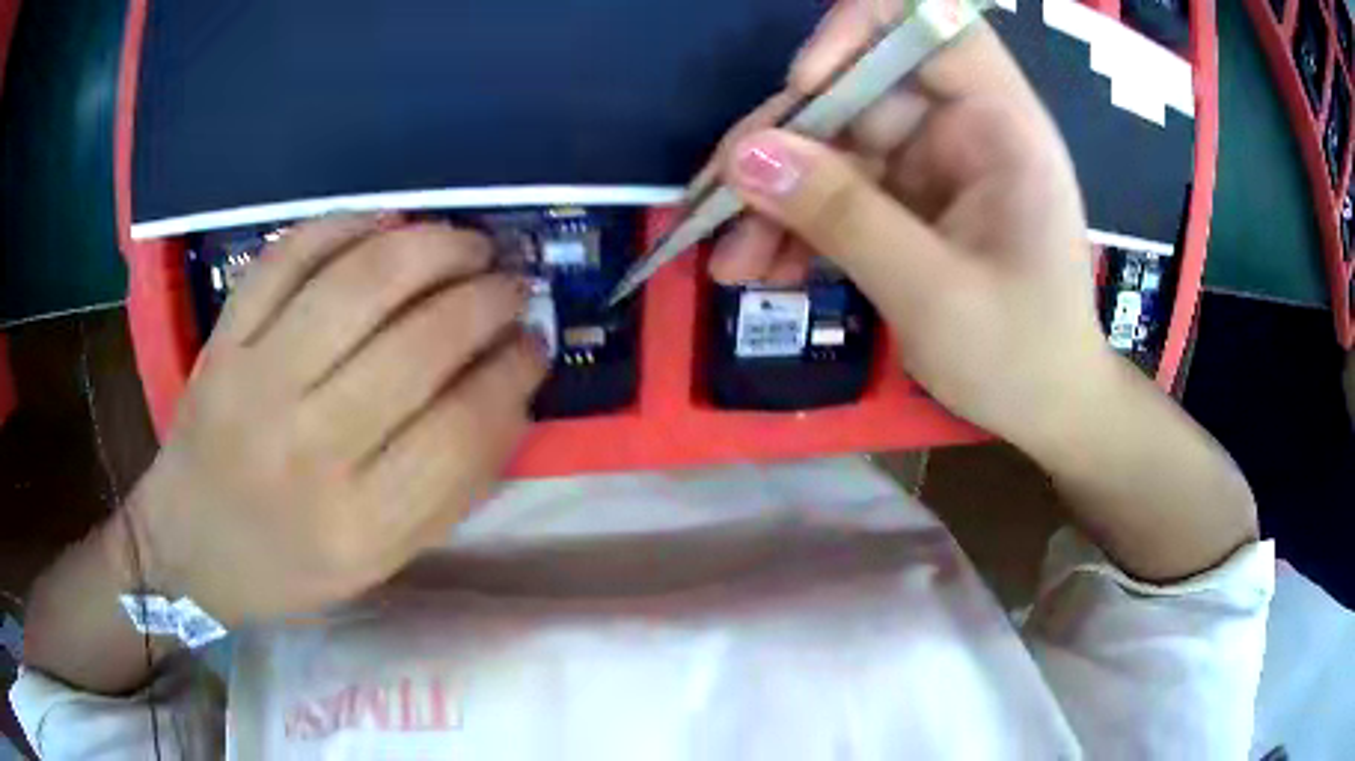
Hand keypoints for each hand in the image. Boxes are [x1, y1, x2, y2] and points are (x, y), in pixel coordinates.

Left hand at [122, 216, 547, 626]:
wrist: (189, 548)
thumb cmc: (289, 566)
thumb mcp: (380, 559)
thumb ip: (449, 488)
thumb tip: (510, 393)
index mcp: (358, 526)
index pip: (462, 430)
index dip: (513, 372)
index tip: (534, 344)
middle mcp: (308, 451)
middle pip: (419, 347)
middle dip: (487, 301)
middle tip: (513, 284)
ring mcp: (256, 384)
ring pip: (360, 286)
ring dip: (432, 248)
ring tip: (467, 245)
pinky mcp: (223, 342)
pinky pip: (288, 258)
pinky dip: (344, 226)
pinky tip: (385, 227)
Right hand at [708, 7, 1113, 449]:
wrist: (1046, 409)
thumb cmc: (1020, 356)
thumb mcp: (934, 293)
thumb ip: (845, 218)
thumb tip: (745, 158)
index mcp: (1001, 128)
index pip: (934, 26)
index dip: (862, 32)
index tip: (806, 83)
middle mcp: (963, 131)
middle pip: (857, 93)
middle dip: (783, 146)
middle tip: (715, 203)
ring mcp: (932, 168)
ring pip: (835, 150)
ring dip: (776, 199)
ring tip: (729, 262)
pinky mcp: (909, 206)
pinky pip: (839, 196)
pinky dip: (797, 229)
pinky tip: (761, 270)